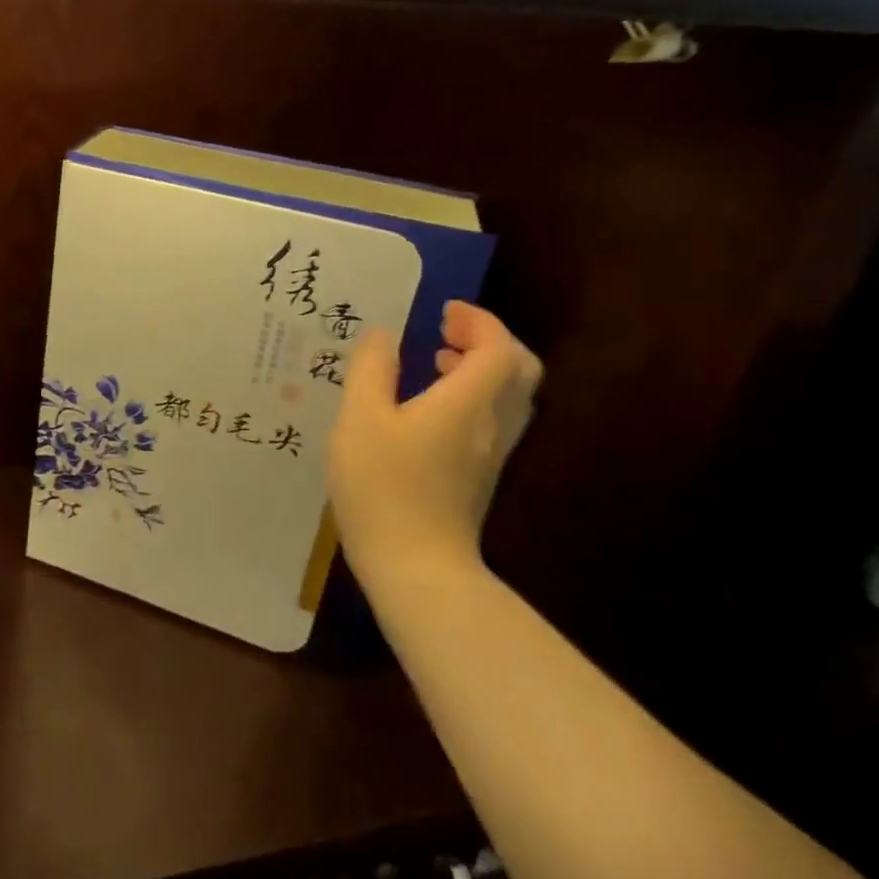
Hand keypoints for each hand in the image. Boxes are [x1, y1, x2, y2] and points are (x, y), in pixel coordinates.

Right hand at [327, 301, 540, 585]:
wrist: (416, 566)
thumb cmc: (384, 484)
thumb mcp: (360, 418)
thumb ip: (371, 369)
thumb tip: (382, 335)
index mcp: (468, 402)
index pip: (499, 348)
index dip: (478, 321)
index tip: (443, 311)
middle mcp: (492, 424)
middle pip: (518, 370)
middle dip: (488, 341)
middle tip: (446, 332)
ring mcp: (490, 453)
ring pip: (508, 397)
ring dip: (481, 368)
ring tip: (436, 359)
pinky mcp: (479, 475)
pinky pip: (492, 418)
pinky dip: (472, 395)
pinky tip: (428, 405)